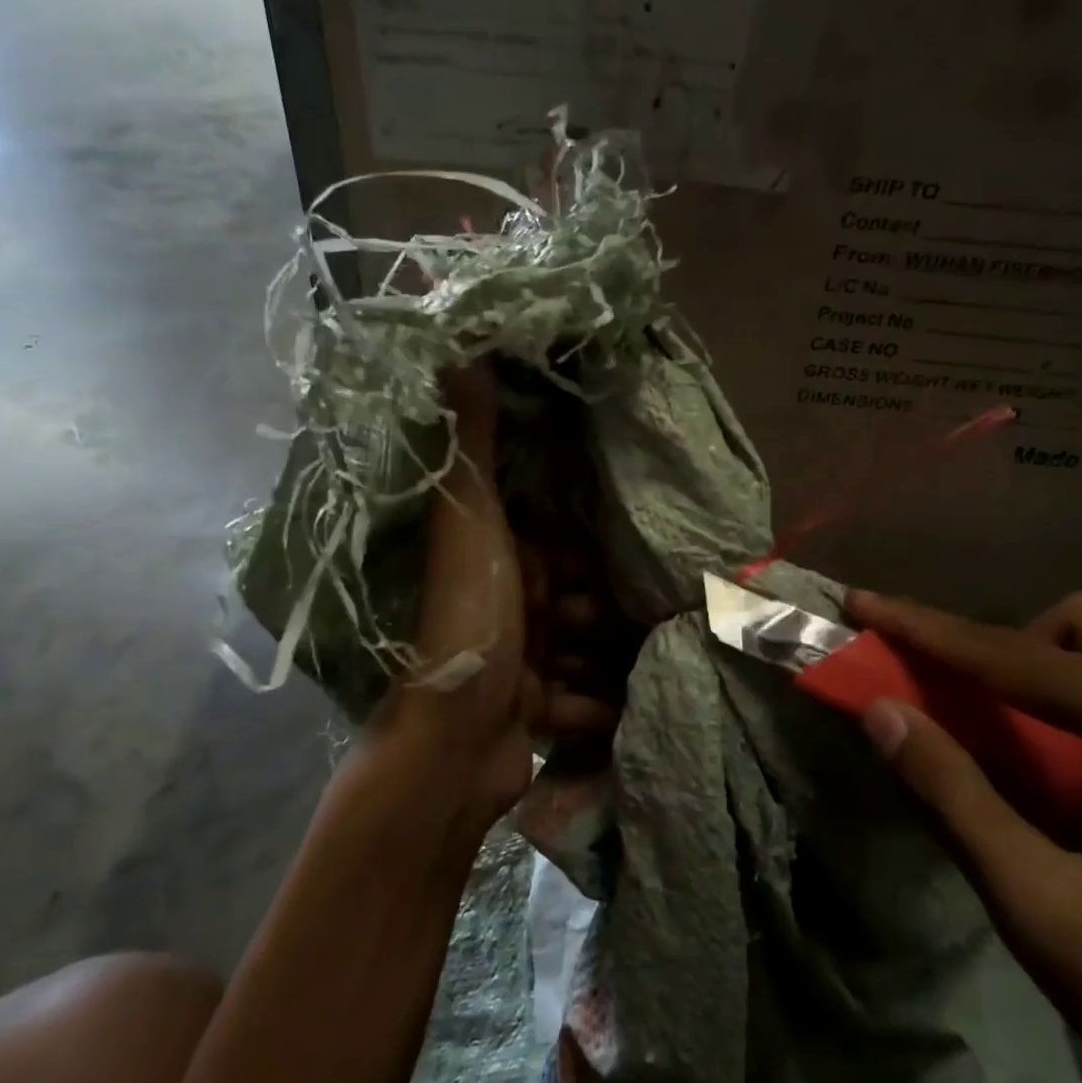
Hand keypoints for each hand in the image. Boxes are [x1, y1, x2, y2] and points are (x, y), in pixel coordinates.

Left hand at [371, 364, 621, 826]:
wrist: (450, 750)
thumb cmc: (466, 624)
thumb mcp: (470, 523)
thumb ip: (471, 439)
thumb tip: (448, 332)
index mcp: (486, 558)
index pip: (548, 543)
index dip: (578, 551)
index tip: (617, 556)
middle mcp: (498, 606)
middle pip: (571, 598)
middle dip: (597, 609)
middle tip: (617, 620)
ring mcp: (515, 662)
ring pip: (579, 649)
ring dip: (603, 657)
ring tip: (634, 664)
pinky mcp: (529, 711)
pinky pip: (578, 700)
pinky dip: (596, 704)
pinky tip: (627, 708)